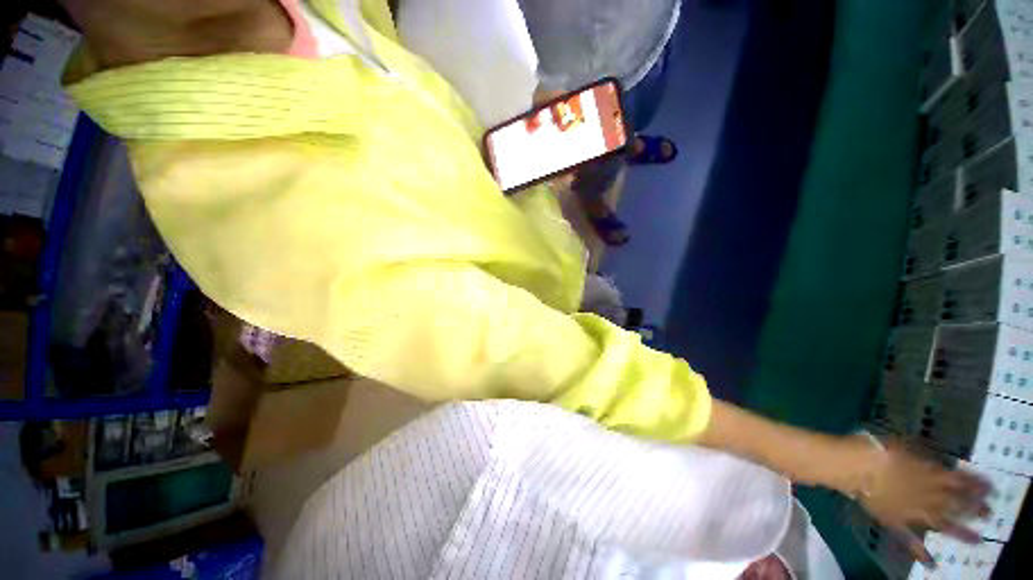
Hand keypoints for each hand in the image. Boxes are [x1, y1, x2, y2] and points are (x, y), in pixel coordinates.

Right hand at [859, 439, 990, 564]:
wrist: (844, 465)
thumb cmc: (871, 448)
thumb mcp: (901, 445)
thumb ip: (923, 457)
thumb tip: (941, 466)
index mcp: (926, 475)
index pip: (957, 481)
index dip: (974, 484)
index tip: (989, 487)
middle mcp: (924, 496)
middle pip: (953, 503)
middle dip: (972, 508)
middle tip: (989, 513)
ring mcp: (908, 511)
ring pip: (939, 523)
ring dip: (958, 532)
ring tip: (976, 541)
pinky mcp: (893, 521)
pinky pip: (908, 538)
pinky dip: (920, 551)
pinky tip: (931, 563)